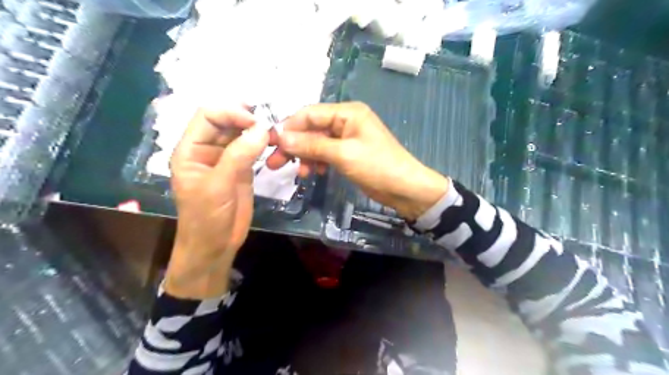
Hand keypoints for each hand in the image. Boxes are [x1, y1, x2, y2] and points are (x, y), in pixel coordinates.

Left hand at [165, 106, 268, 297]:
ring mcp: (226, 158)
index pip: (208, 115)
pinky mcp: (242, 168)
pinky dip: (263, 143)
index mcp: (190, 149)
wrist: (215, 245)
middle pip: (226, 121)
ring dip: (257, 130)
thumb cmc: (207, 218)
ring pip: (241, 133)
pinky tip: (274, 143)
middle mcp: (207, 149)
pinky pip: (252, 148)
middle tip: (271, 124)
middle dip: (247, 118)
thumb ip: (238, 156)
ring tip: (276, 133)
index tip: (256, 122)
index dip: (231, 112)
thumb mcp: (218, 186)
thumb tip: (262, 129)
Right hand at [269, 102, 448, 219]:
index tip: (270, 144)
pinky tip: (315, 173)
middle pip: (311, 129)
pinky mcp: (348, 153)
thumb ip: (312, 144)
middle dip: (294, 145)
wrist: (405, 188)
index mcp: (347, 112)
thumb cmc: (377, 166)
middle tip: (274, 163)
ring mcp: (347, 138)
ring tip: (299, 174)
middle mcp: (345, 121)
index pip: (309, 114)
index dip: (289, 128)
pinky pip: (326, 153)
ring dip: (305, 156)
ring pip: (317, 143)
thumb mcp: (343, 154)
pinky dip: (318, 162)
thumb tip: (280, 136)